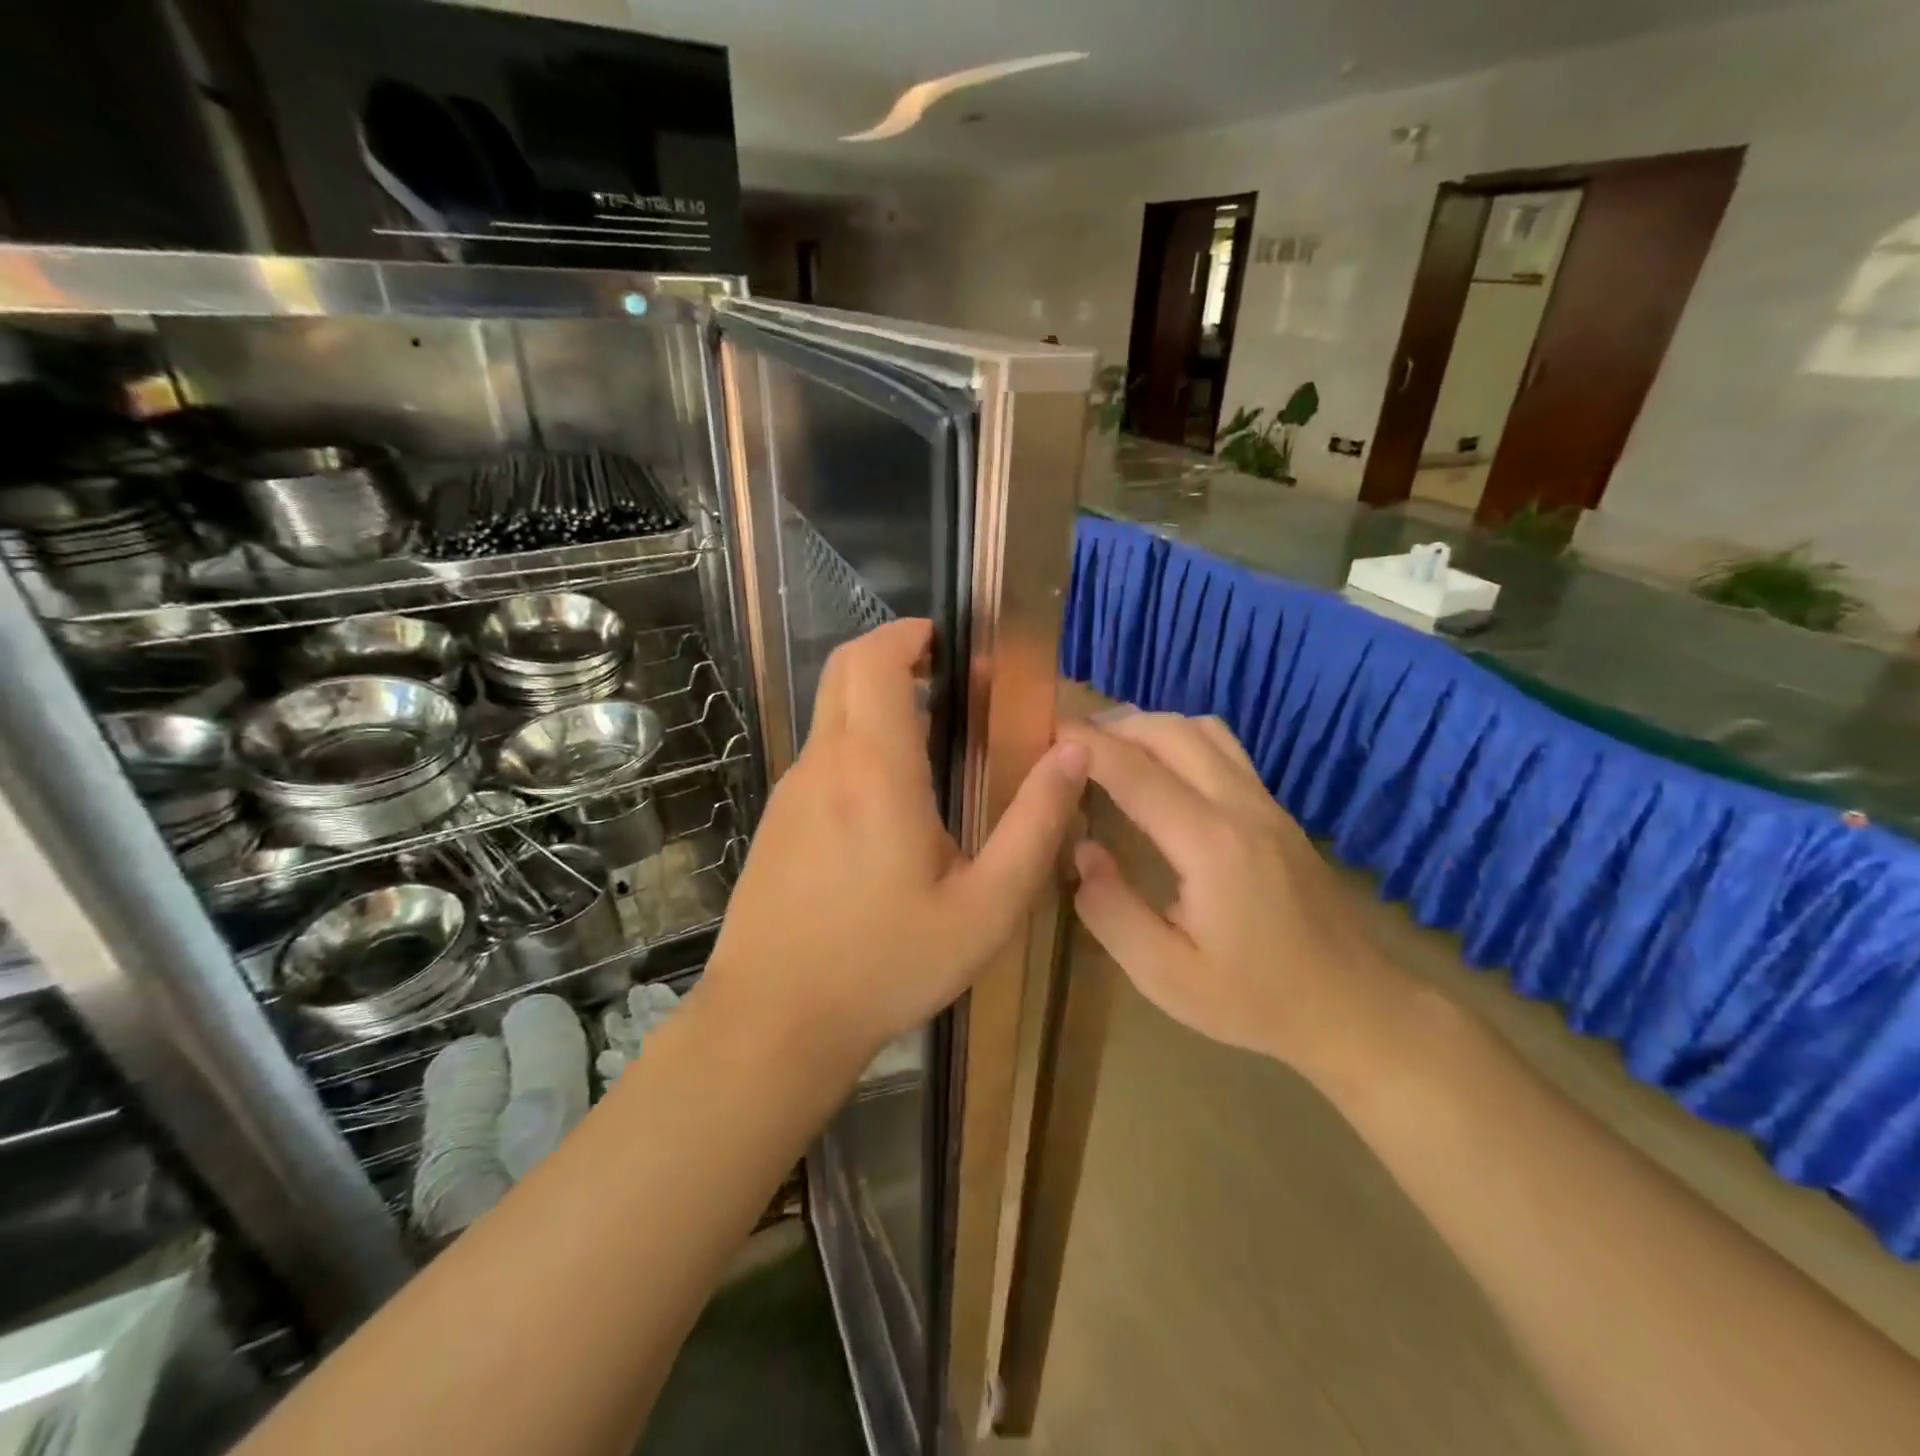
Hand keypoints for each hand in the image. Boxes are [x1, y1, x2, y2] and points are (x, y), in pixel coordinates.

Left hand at [703, 620, 1088, 1071]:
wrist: (773, 1020)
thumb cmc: (886, 964)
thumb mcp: (985, 908)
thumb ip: (1035, 826)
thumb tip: (1073, 754)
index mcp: (874, 771)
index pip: (873, 662)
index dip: (906, 635)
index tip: (945, 640)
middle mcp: (823, 765)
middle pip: (842, 672)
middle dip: (889, 654)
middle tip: (944, 677)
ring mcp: (791, 792)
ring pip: (831, 714)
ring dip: (875, 702)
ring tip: (932, 738)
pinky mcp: (777, 821)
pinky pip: (821, 756)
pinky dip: (857, 743)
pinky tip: (890, 801)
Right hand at [1062, 711, 1406, 1082]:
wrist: (1352, 1006)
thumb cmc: (1253, 1000)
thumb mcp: (1166, 977)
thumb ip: (1112, 912)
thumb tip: (1082, 850)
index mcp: (1211, 846)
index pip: (1136, 772)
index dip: (1086, 746)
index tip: (1043, 731)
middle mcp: (1240, 807)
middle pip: (1170, 732)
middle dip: (1112, 725)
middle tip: (1066, 743)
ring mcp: (1265, 803)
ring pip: (1202, 728)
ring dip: (1148, 726)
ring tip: (1106, 748)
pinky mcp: (1275, 810)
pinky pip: (1223, 747)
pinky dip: (1178, 737)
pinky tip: (1157, 768)